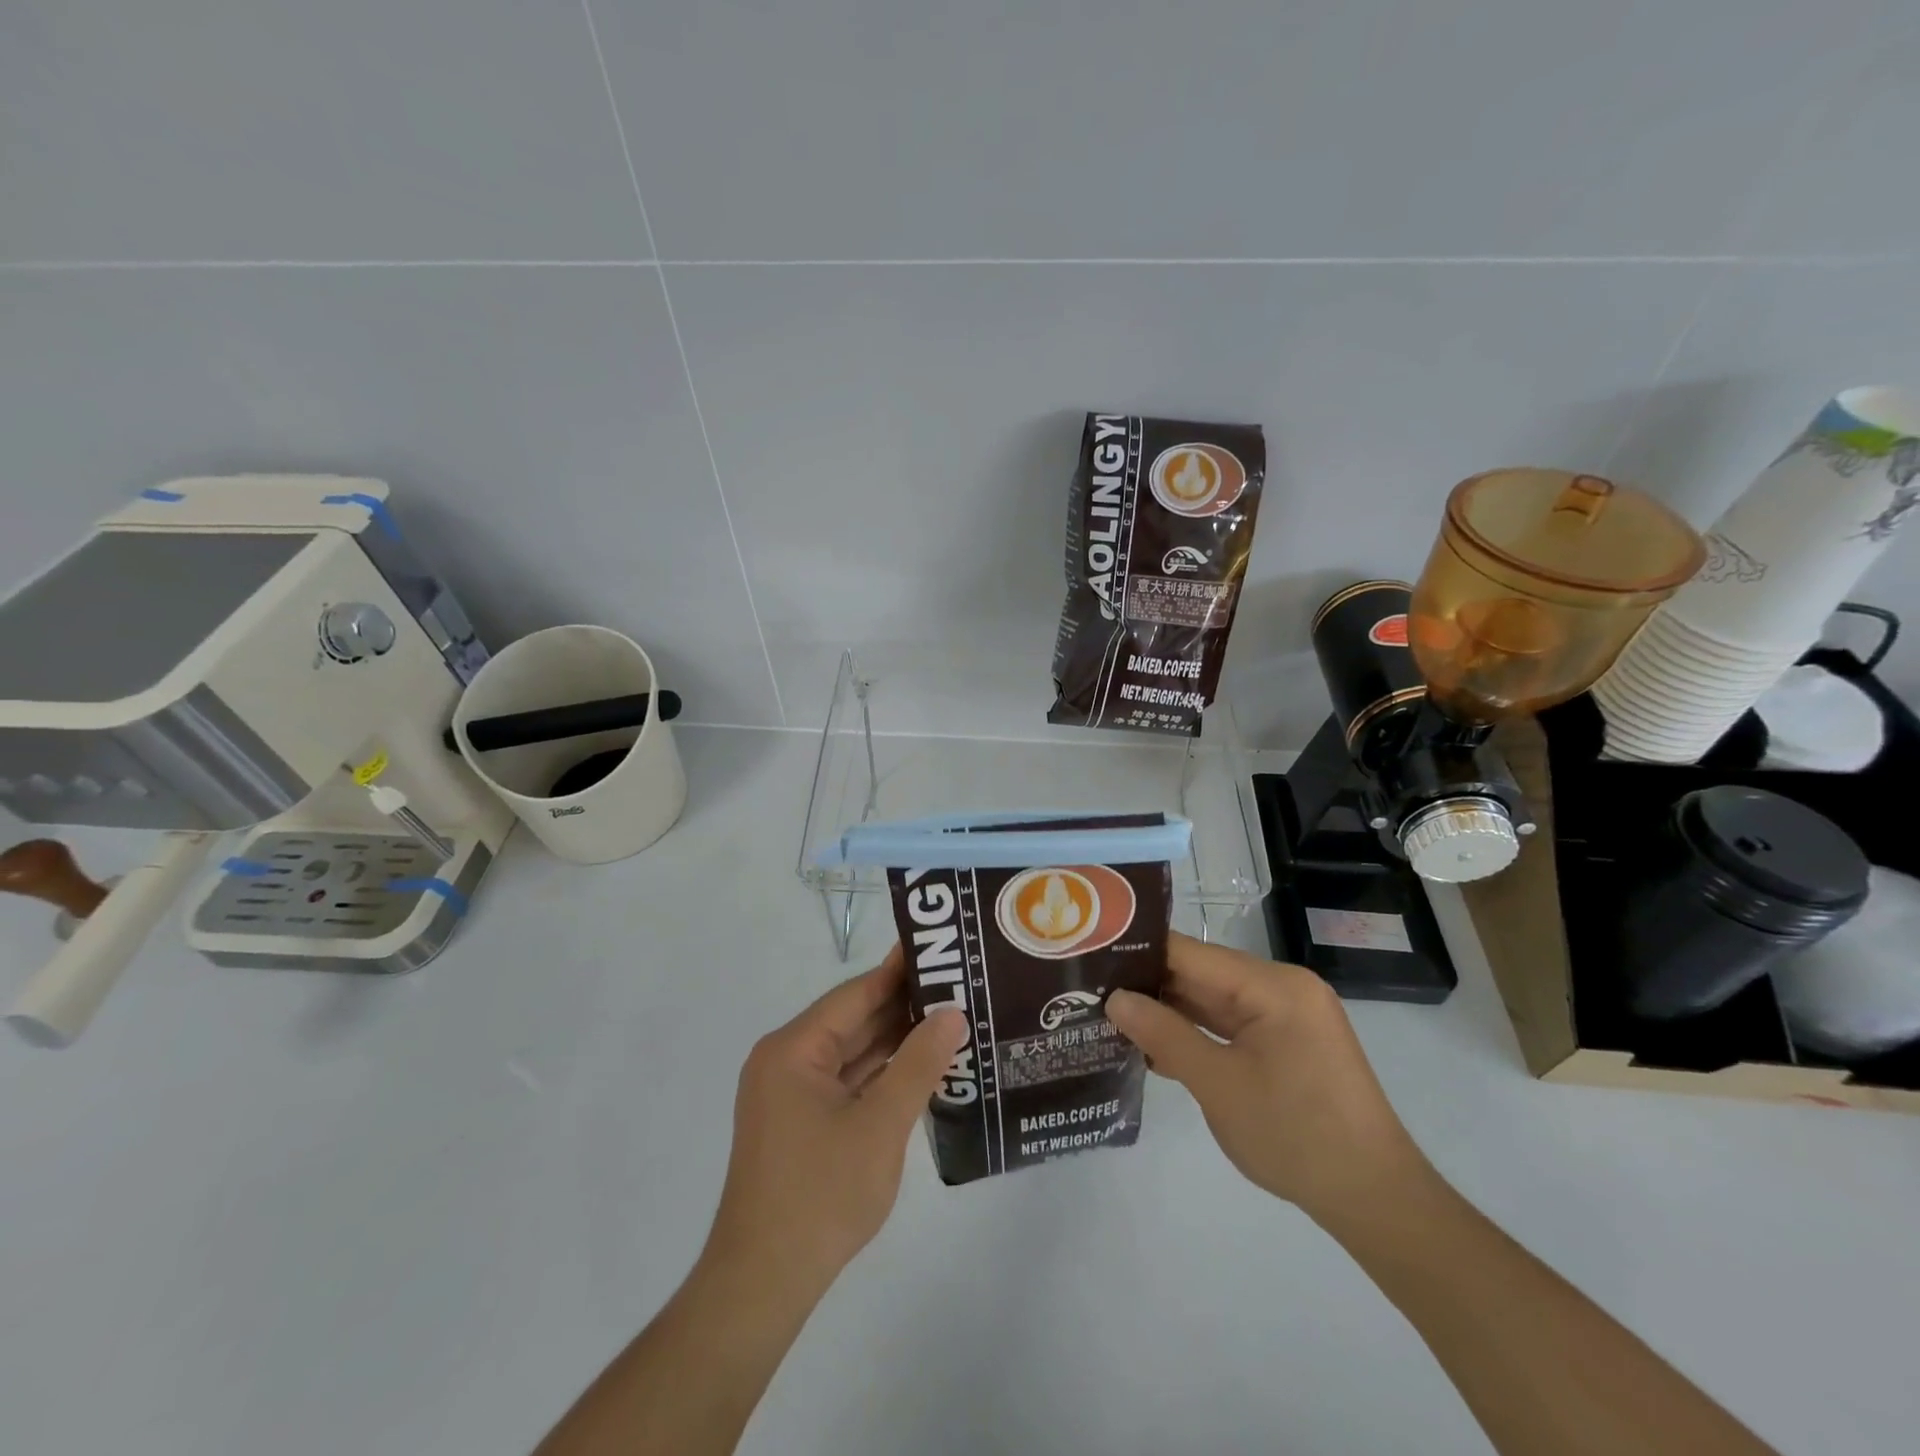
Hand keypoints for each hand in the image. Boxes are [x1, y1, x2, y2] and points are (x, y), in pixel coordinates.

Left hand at [704, 945, 966, 1297]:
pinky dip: (880, 1072)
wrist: (764, 1284)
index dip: (899, 971)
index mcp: (794, 1049)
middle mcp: (786, 1059)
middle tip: (958, 985)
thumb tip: (952, 1014)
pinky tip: (921, 1065)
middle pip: (853, 1019)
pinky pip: (846, 1080)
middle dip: (903, 1006)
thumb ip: (918, 1064)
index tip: (940, 949)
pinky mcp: (800, 1120)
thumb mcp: (880, 1125)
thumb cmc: (821, 1196)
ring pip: (851, 1051)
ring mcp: (791, 1092)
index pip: (856, 994)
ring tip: (950, 1018)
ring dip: (895, 1040)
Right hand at [1105, 933, 1427, 1228]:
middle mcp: (1282, 988)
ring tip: (1109, 1014)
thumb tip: (1114, 999)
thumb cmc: (1296, 1136)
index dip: (1139, 953)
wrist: (1376, 1201)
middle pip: (1201, 974)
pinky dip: (1196, 1033)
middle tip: (1090, 990)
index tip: (1090, 958)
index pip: (1190, 953)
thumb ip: (1163, 1034)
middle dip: (1149, 985)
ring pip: (1213, 1000)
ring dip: (1169, 1012)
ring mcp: (1287, 1016)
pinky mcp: (1288, 1043)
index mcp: (1272, 985)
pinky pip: (1231, 1025)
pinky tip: (1154, 1044)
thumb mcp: (1219, 1085)